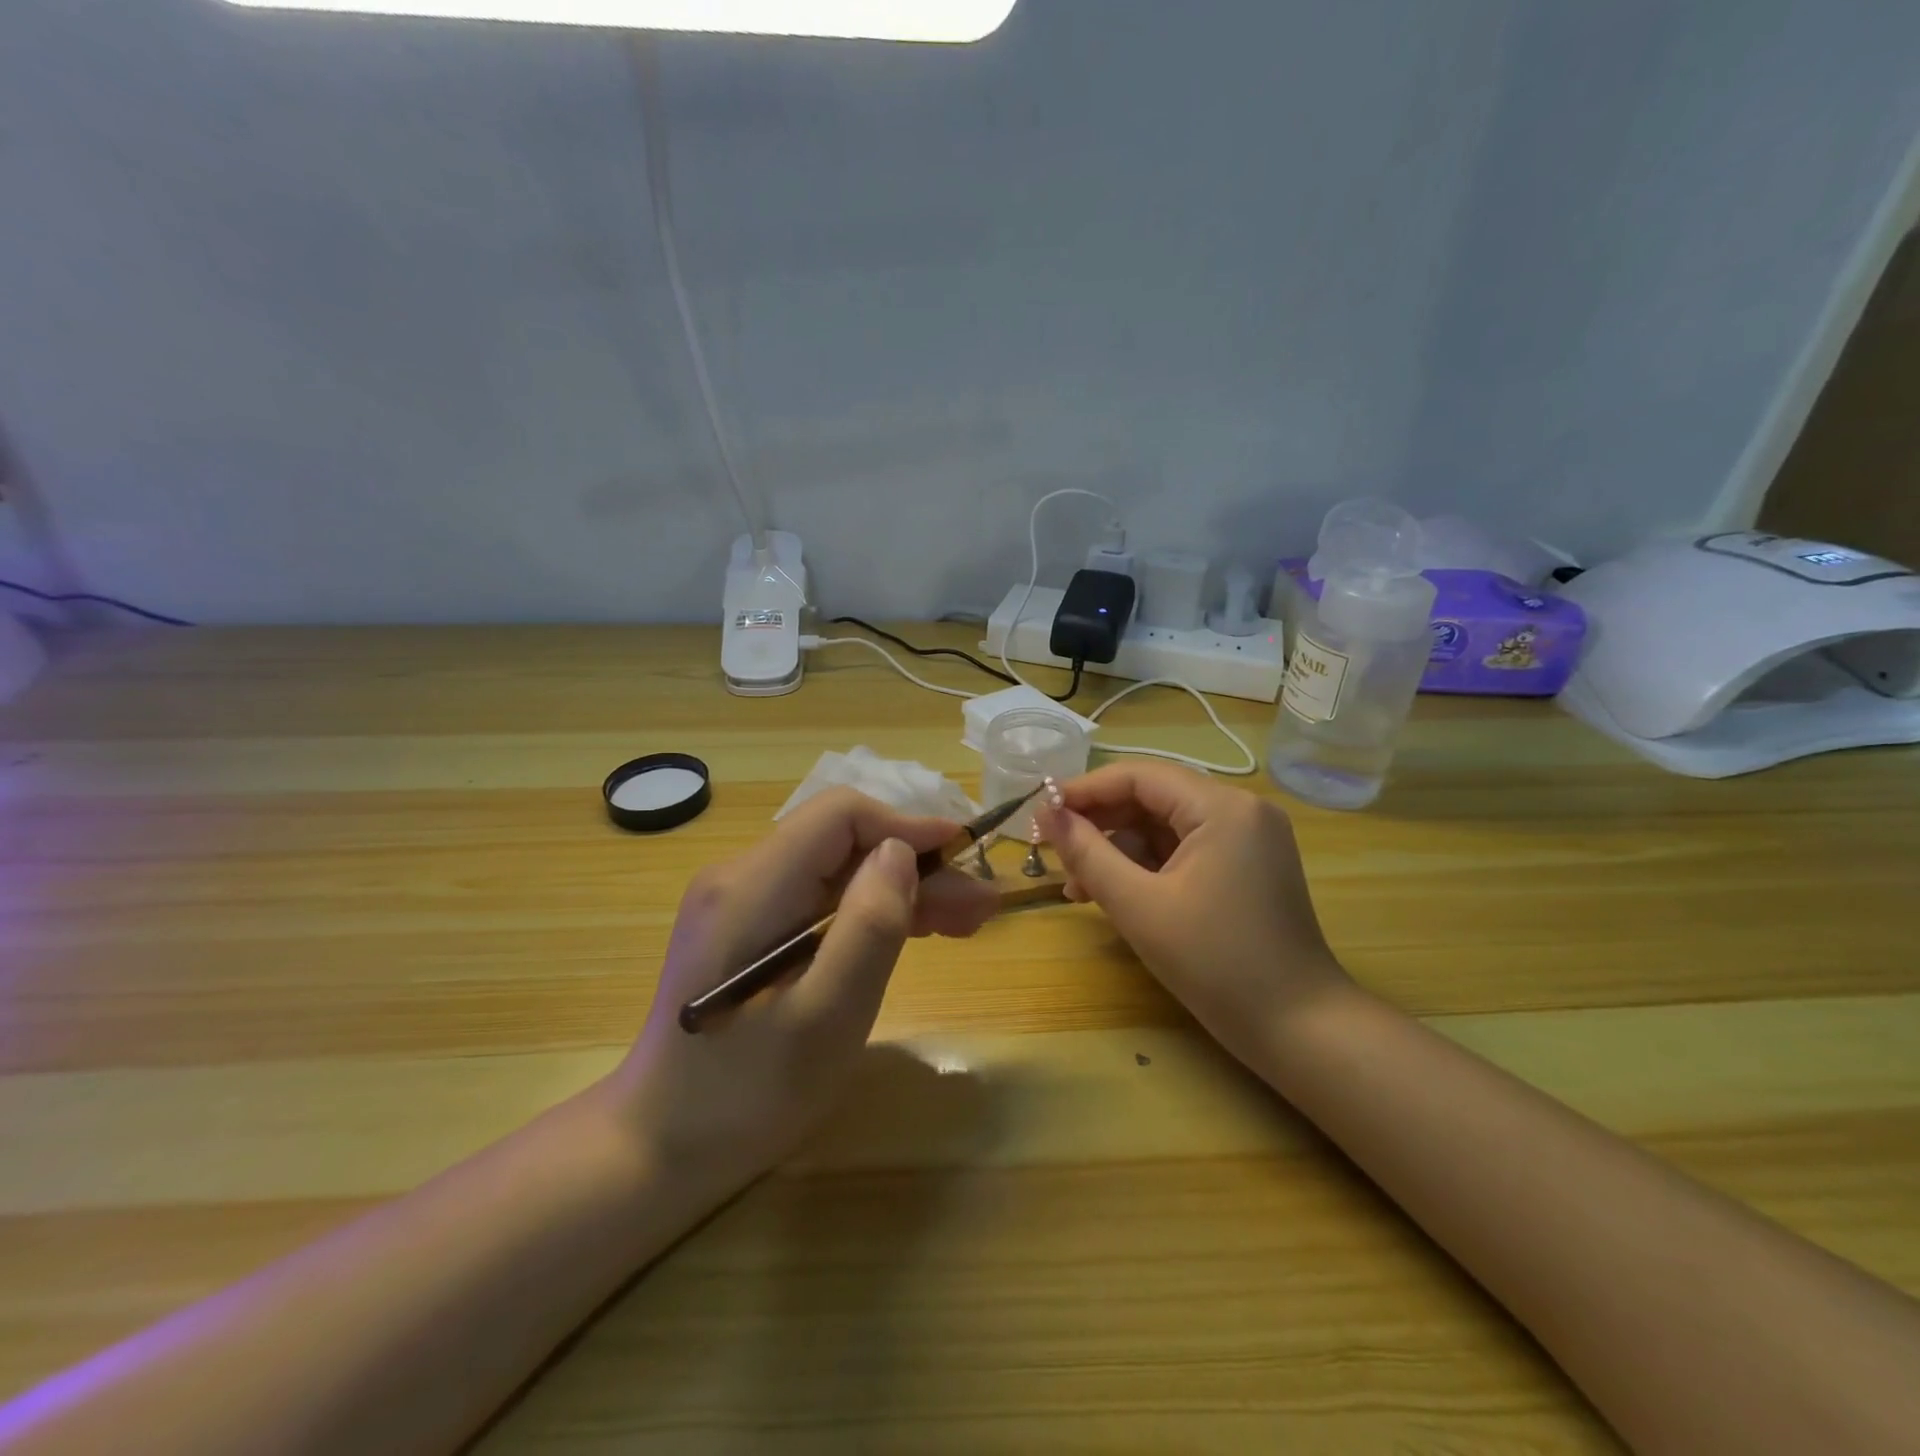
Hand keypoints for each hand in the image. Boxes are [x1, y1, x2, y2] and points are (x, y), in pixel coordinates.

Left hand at [610, 789, 998, 1186]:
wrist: (660, 1147)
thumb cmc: (746, 1095)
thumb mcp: (825, 1019)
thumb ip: (867, 928)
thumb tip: (901, 853)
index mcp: (751, 888)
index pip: (840, 816)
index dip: (907, 826)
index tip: (963, 857)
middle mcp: (740, 877)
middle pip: (843, 843)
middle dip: (916, 865)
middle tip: (979, 907)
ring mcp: (741, 901)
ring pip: (838, 869)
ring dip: (903, 888)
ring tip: (964, 923)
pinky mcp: (749, 927)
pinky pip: (821, 898)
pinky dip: (871, 910)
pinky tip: (914, 931)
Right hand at [1038, 763, 1345, 1066]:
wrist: (1298, 1029)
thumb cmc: (1215, 964)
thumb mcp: (1138, 906)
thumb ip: (1087, 853)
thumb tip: (1047, 815)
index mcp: (1222, 807)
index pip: (1138, 776)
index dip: (1084, 791)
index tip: (1040, 815)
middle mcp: (1241, 809)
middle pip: (1152, 798)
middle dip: (1100, 825)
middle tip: (1055, 855)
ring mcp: (1248, 838)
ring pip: (1165, 826)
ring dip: (1119, 851)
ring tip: (1078, 888)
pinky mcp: (1247, 865)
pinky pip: (1185, 850)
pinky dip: (1147, 867)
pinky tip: (1114, 894)